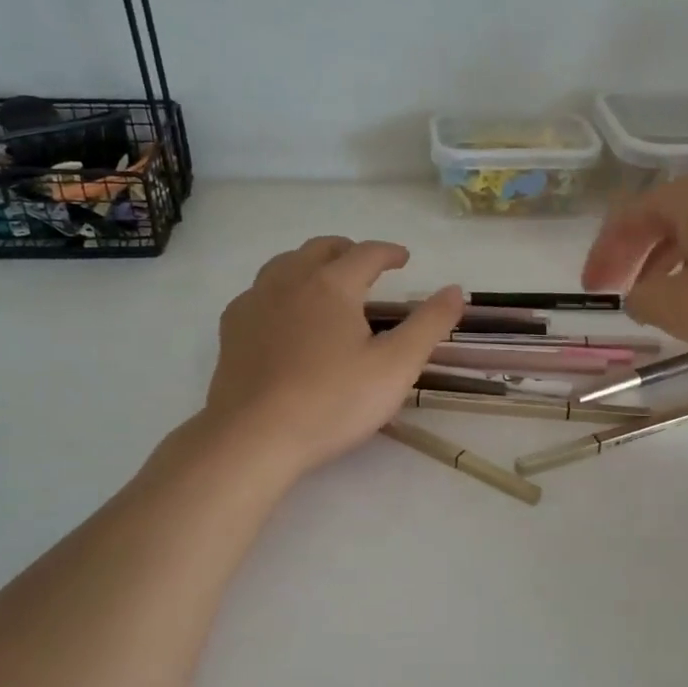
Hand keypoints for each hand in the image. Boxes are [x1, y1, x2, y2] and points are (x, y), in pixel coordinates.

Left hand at [205, 237, 462, 477]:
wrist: (255, 437)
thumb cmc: (333, 401)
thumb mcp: (396, 366)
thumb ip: (428, 325)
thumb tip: (455, 290)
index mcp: (331, 285)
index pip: (366, 253)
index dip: (389, 252)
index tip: (404, 258)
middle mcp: (289, 282)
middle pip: (320, 249)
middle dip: (348, 250)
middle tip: (366, 265)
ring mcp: (254, 303)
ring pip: (283, 264)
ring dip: (310, 263)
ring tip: (325, 281)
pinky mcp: (232, 329)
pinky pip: (258, 291)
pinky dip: (280, 288)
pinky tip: (284, 313)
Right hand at [581, 171, 687, 363]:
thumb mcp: (675, 306)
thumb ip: (639, 298)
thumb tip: (638, 295)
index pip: (629, 217)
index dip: (603, 253)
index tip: (590, 289)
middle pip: (660, 220)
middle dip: (630, 256)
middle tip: (612, 289)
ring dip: (662, 264)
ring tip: (651, 298)